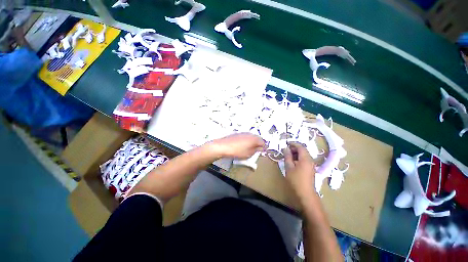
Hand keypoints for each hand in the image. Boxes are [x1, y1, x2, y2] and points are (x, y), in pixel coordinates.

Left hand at [209, 133, 264, 158]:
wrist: (223, 146)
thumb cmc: (237, 151)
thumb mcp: (249, 154)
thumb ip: (256, 150)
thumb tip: (260, 148)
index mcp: (254, 138)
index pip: (263, 142)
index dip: (263, 147)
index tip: (262, 151)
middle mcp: (250, 134)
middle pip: (257, 138)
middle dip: (258, 144)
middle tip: (256, 150)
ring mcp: (244, 133)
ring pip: (251, 137)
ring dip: (252, 142)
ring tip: (249, 149)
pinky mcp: (238, 133)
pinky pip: (245, 136)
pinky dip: (246, 140)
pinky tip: (242, 146)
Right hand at [283, 142, 315, 200]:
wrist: (305, 193)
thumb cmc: (296, 179)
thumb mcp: (289, 167)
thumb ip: (287, 156)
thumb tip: (285, 148)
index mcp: (305, 158)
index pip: (300, 147)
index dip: (293, 144)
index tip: (286, 143)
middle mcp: (310, 160)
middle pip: (303, 150)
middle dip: (294, 149)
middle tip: (286, 150)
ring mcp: (311, 165)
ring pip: (304, 155)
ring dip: (296, 154)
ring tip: (288, 156)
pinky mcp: (311, 169)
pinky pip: (305, 160)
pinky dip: (299, 158)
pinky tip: (293, 162)